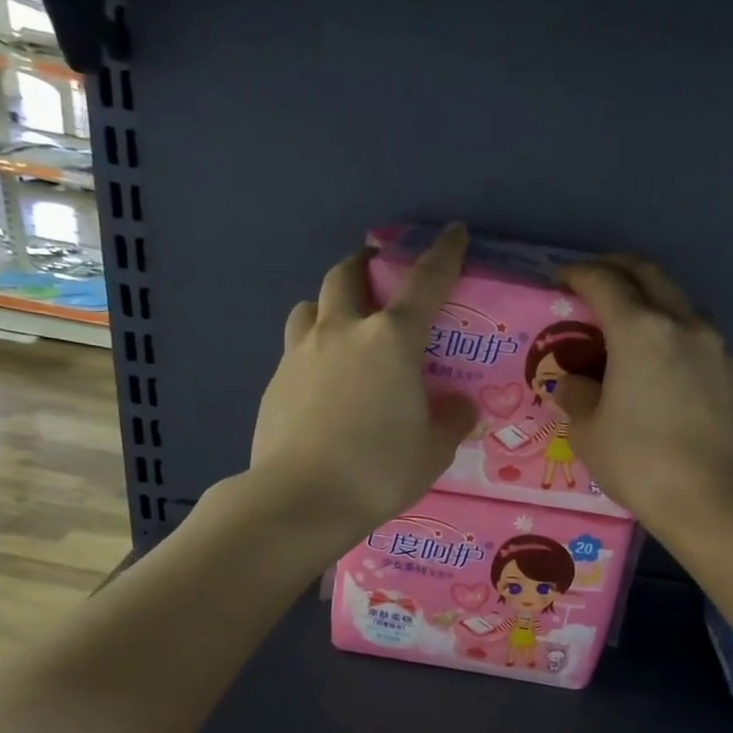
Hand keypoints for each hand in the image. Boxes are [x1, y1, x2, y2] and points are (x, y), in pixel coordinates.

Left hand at [250, 224, 476, 540]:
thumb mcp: (434, 450)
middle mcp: (343, 332)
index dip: (444, 254)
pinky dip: (313, 350)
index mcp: (391, 340)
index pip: (425, 283)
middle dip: (365, 266)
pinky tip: (322, 383)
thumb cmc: (379, 470)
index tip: (453, 233)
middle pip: (348, 275)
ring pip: (311, 306)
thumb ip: (451, 419)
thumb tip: (457, 405)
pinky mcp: (275, 381)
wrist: (300, 500)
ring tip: (343, 329)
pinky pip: (296, 348)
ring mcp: (301, 354)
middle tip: (379, 279)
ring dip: (330, 305)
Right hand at [553, 256, 732, 538]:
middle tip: (596, 280)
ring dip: (652, 299)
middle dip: (619, 268)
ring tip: (631, 323)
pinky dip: (675, 334)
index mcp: (640, 330)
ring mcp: (716, 347)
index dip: (578, 274)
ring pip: (679, 303)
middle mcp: (683, 324)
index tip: (562, 279)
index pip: (604, 282)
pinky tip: (665, 364)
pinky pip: (699, 338)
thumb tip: (574, 383)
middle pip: (650, 275)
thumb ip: (576, 396)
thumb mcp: (589, 433)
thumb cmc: (641, 463)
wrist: (716, 500)